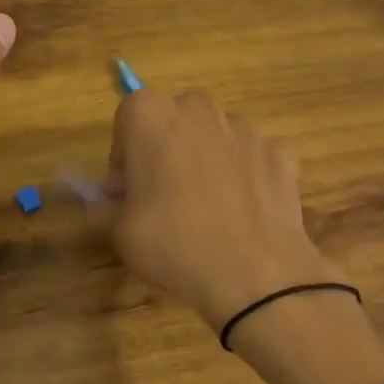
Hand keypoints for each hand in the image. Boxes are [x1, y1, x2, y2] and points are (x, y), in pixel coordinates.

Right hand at [103, 90, 347, 331]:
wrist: (257, 275)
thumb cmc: (174, 244)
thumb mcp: (119, 233)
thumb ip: (104, 208)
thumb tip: (106, 203)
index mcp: (151, 115)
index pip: (125, 122)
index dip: (122, 160)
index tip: (126, 195)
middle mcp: (198, 108)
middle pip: (171, 123)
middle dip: (163, 153)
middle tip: (160, 201)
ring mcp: (244, 129)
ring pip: (211, 139)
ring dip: (202, 164)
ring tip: (205, 214)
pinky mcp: (278, 153)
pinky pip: (247, 161)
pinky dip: (240, 180)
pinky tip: (239, 218)